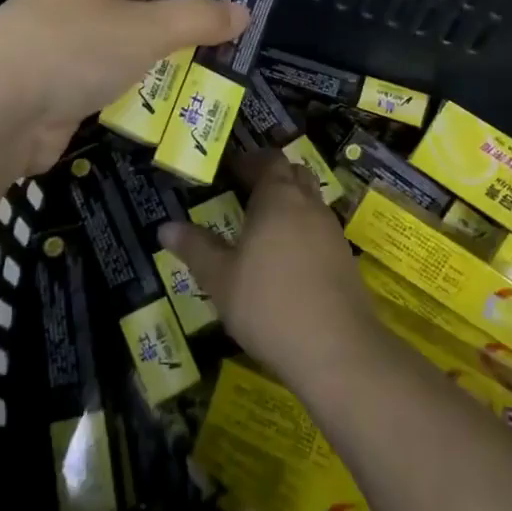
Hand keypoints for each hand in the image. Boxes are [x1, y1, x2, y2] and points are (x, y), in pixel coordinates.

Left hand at [0, 0, 247, 174]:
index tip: (212, 8)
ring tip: (204, 90)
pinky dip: (130, 102)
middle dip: (173, 35)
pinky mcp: (54, 93)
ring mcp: (60, 51)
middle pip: (134, 14)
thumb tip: (243, 10)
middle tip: (219, 55)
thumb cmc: (76, 47)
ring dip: (155, 73)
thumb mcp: (148, 28)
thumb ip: (198, 20)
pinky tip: (162, 119)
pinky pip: (104, 91)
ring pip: (121, 57)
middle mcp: (73, 5)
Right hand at [158, 153, 379, 390]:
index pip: (268, 161)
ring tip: (265, 227)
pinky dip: (304, 232)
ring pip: (311, 203)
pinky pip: (321, 231)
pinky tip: (288, 260)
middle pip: (295, 175)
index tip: (231, 169)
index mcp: (278, 199)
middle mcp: (309, 206)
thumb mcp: (220, 279)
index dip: (250, 161)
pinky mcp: (346, 260)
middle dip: (273, 177)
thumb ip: (195, 248)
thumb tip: (165, 227)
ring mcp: (332, 232)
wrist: (337, 349)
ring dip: (291, 205)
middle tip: (247, 192)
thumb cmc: (269, 304)